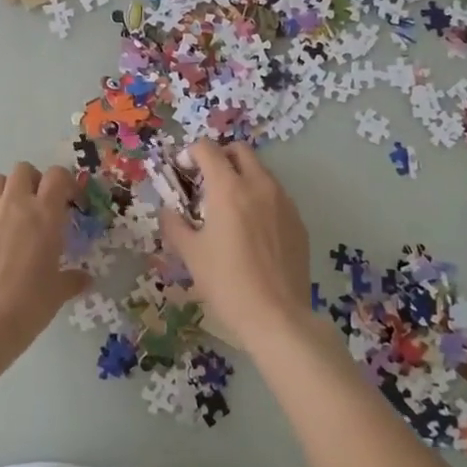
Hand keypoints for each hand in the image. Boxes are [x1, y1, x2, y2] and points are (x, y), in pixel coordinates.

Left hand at [0, 162, 89, 348]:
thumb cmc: (28, 304)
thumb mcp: (57, 292)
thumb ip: (71, 279)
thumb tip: (84, 279)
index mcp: (44, 214)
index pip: (57, 176)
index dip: (66, 183)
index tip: (71, 201)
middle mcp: (15, 205)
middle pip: (23, 170)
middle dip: (35, 181)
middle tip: (42, 206)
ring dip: (9, 190)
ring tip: (16, 216)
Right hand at [161, 142, 313, 340]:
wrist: (277, 317)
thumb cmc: (227, 283)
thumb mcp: (190, 254)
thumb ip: (174, 224)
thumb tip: (168, 211)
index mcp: (229, 189)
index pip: (206, 149)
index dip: (190, 154)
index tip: (182, 173)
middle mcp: (259, 186)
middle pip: (239, 150)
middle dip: (220, 157)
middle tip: (206, 183)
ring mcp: (284, 202)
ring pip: (261, 172)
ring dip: (242, 176)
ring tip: (229, 208)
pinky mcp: (298, 221)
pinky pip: (276, 196)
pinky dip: (260, 199)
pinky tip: (252, 231)